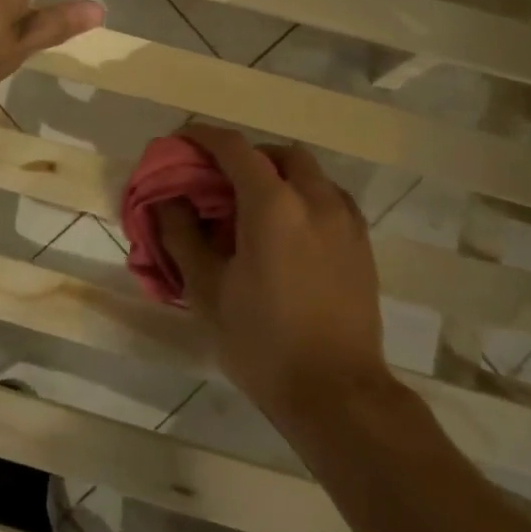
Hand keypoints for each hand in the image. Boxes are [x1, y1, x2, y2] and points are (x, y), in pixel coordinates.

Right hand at [154, 124, 391, 424]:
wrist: (337, 394)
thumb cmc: (262, 343)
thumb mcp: (207, 291)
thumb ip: (182, 236)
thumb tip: (167, 201)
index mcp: (274, 206)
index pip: (235, 149)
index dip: (203, 138)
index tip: (181, 142)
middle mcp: (315, 200)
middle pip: (278, 153)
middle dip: (245, 155)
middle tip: (218, 181)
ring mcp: (345, 221)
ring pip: (310, 174)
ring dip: (278, 175)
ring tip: (253, 206)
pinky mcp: (362, 244)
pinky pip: (330, 199)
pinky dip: (304, 197)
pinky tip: (288, 231)